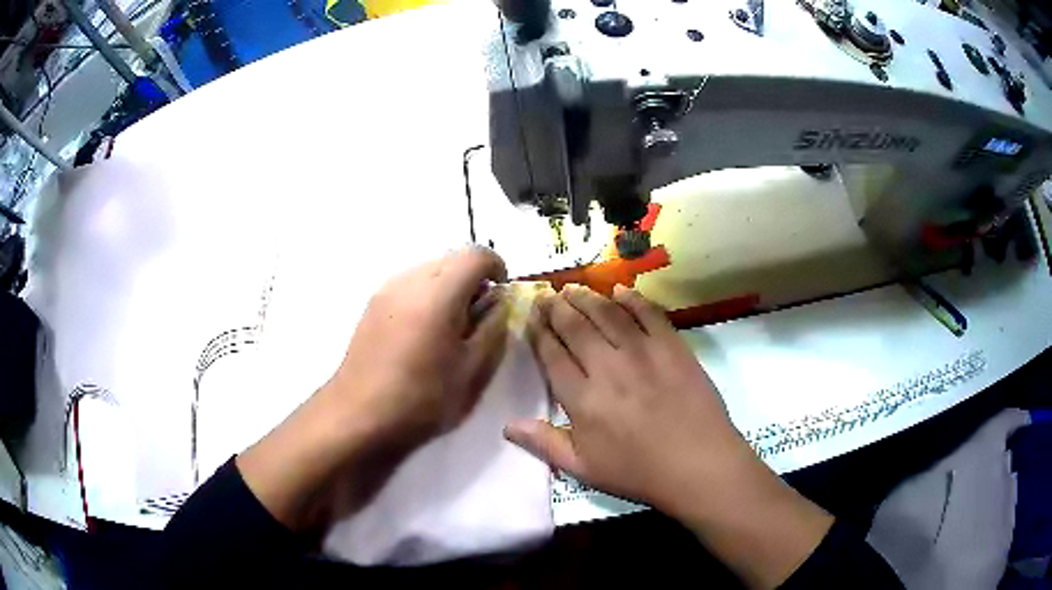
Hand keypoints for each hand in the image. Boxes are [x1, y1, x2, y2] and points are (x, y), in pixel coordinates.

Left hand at [323, 246, 510, 447]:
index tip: (501, 298)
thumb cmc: (422, 400)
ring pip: (428, 271)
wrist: (358, 417)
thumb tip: (499, 301)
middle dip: (472, 279)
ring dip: (448, 288)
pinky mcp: (371, 306)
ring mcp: (385, 291)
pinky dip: (426, 297)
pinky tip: (423, 336)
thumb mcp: (473, 372)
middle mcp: (408, 281)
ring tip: (450, 330)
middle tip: (477, 319)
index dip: (496, 268)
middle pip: (450, 259)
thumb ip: (494, 328)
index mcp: (437, 294)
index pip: (476, 255)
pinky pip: (409, 286)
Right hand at [505, 285, 831, 588]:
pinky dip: (631, 299)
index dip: (539, 333)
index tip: (530, 317)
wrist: (698, 464)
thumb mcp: (583, 469)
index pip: (552, 356)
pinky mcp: (672, 346)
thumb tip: (507, 424)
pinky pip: (648, 313)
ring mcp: (642, 352)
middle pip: (575, 328)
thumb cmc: (638, 472)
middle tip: (546, 294)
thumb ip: (545, 444)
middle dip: (557, 308)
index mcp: (582, 398)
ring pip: (607, 314)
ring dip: (586, 298)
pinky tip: (619, 290)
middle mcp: (607, 367)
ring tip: (572, 287)